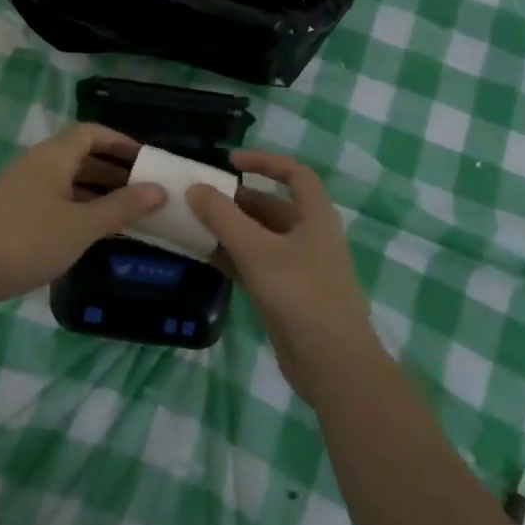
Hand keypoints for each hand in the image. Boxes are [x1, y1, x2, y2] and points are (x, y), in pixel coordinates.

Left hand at [0, 123, 165, 308]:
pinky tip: (91, 229)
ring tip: (125, 211)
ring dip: (96, 190)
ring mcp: (21, 187)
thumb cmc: (29, 241)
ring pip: (66, 179)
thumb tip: (159, 190)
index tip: (146, 159)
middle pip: (80, 155)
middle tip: (143, 189)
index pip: (91, 133)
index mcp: (53, 156)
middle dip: (113, 169)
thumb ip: (121, 207)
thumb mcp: (82, 226)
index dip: (120, 141)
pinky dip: (78, 205)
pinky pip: (54, 197)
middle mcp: (36, 164)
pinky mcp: (12, 210)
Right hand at [188, 150, 382, 405]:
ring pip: (258, 237)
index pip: (295, 174)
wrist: (331, 364)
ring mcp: (297, 267)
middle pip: (271, 206)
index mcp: (315, 217)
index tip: (230, 162)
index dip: (265, 161)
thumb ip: (223, 217)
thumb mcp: (257, 250)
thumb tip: (195, 188)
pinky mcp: (285, 294)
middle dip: (236, 200)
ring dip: (228, 229)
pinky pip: (253, 264)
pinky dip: (230, 257)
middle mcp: (309, 236)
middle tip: (198, 196)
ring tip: (192, 223)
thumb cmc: (300, 294)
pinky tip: (201, 255)